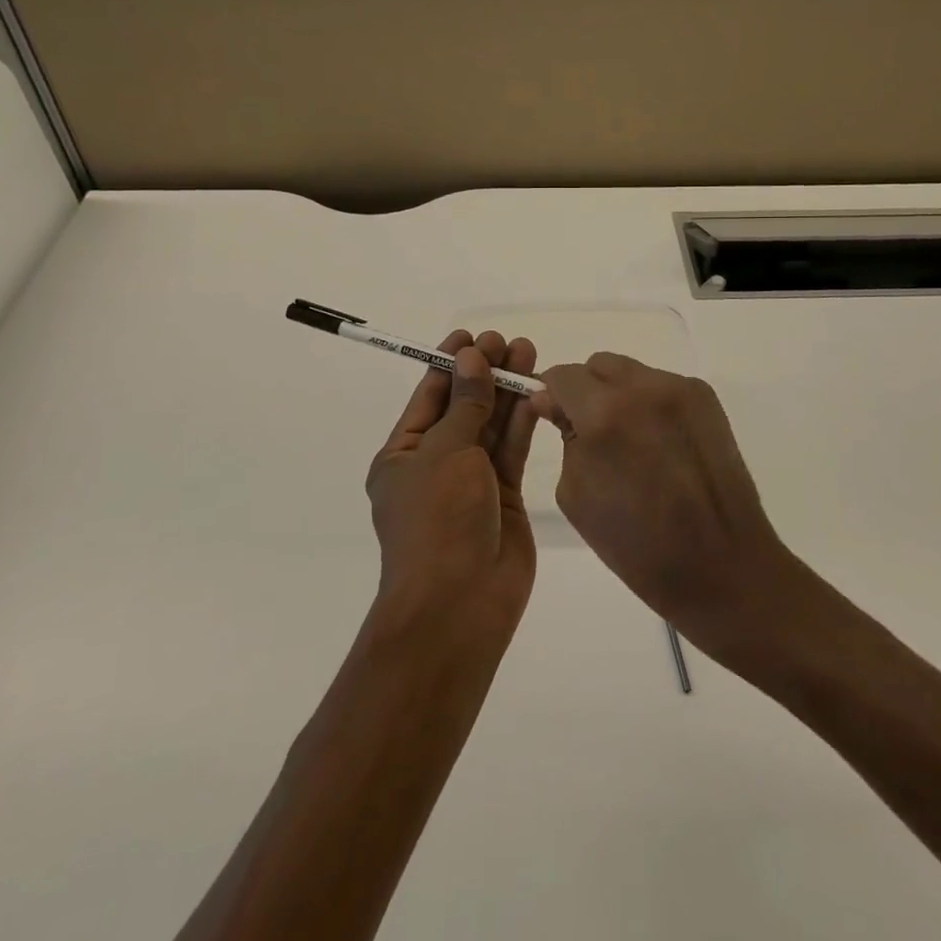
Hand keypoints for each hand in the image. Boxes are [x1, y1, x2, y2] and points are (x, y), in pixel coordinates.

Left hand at [364, 329, 539, 643]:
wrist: (460, 604)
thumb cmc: (438, 520)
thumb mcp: (446, 452)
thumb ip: (466, 403)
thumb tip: (470, 356)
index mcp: (404, 454)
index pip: (428, 396)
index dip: (450, 363)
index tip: (471, 335)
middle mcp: (436, 464)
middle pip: (464, 406)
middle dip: (484, 373)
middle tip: (508, 341)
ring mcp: (471, 482)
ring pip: (491, 426)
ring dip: (507, 391)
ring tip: (528, 352)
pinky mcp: (503, 497)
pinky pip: (512, 451)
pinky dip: (523, 422)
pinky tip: (537, 392)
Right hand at [531, 353, 802, 658]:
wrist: (722, 566)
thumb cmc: (638, 545)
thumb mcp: (576, 494)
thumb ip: (564, 437)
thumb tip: (555, 403)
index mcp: (605, 414)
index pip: (562, 376)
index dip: (550, 393)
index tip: (550, 415)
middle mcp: (644, 388)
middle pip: (597, 365)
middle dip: (584, 390)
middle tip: (589, 430)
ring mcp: (681, 389)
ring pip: (630, 372)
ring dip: (618, 394)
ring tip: (630, 440)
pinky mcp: (706, 399)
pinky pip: (661, 386)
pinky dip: (649, 404)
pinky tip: (659, 443)